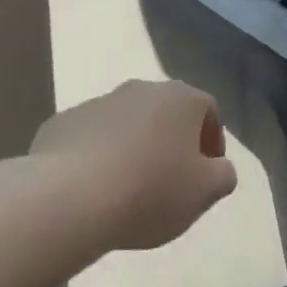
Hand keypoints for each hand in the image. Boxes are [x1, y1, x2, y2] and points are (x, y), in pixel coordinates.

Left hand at [32, 81, 239, 252]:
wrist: (69, 198)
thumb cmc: (150, 191)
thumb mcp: (205, 192)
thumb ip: (223, 175)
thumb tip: (218, 167)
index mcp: (181, 98)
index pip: (208, 111)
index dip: (212, 142)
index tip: (206, 174)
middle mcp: (141, 89)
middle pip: (166, 113)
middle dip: (171, 142)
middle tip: (170, 181)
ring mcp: (98, 102)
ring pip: (127, 123)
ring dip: (133, 147)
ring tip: (129, 189)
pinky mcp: (62, 123)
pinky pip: (91, 138)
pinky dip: (98, 157)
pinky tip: (95, 189)